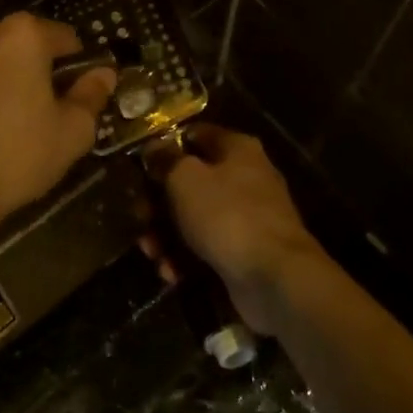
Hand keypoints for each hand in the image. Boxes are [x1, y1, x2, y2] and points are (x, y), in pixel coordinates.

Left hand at [0, 13, 115, 225]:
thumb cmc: (16, 156)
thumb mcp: (72, 132)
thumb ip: (92, 95)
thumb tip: (103, 74)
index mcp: (21, 35)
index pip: (64, 38)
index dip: (76, 66)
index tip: (76, 94)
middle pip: (18, 45)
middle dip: (30, 70)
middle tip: (38, 112)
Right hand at [144, 124, 326, 335]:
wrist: (274, 278)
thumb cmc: (227, 215)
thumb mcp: (185, 179)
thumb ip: (166, 160)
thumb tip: (154, 148)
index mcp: (237, 149)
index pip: (196, 135)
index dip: (166, 147)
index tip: (140, 163)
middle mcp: (246, 178)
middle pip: (193, 181)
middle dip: (160, 202)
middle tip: (138, 217)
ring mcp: (248, 218)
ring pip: (197, 218)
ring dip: (168, 235)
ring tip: (150, 252)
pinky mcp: (246, 253)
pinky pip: (208, 248)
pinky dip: (187, 259)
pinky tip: (171, 273)